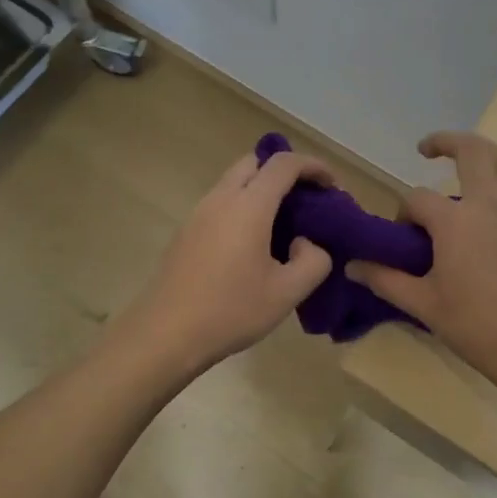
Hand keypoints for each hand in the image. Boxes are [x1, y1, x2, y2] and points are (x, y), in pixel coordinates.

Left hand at [115, 147, 335, 373]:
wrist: (165, 335)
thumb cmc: (230, 311)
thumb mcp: (287, 293)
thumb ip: (313, 261)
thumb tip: (307, 243)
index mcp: (249, 205)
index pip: (284, 164)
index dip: (313, 166)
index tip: (331, 186)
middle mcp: (221, 198)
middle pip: (255, 162)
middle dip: (284, 171)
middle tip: (305, 200)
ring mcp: (198, 213)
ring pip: (234, 181)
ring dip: (261, 188)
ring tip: (283, 223)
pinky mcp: (186, 231)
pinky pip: (221, 202)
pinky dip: (243, 205)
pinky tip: (252, 243)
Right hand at [345, 132, 496, 367]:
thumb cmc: (478, 326)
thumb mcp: (424, 305)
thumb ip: (386, 280)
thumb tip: (353, 266)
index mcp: (455, 221)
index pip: (418, 199)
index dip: (404, 213)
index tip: (402, 239)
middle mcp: (488, 204)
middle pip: (471, 151)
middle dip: (445, 141)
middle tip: (426, 149)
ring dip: (480, 153)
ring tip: (461, 162)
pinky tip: (490, 201)